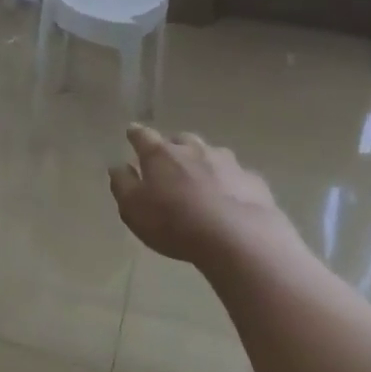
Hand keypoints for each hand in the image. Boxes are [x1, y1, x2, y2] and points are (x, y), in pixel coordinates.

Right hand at [108, 124, 289, 266]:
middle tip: (169, 163)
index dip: (135, 135)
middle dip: (172, 148)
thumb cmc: (175, 223)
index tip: (132, 133)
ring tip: (201, 181)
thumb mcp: (134, 209)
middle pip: (180, 140)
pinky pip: (236, 176)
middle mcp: (193, 149)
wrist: (238, 238)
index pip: (142, 136)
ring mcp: (227, 162)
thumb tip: (117, 166)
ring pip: (210, 154)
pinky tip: (230, 200)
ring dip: (203, 163)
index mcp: (160, 154)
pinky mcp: (252, 180)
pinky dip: (230, 183)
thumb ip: (122, 184)